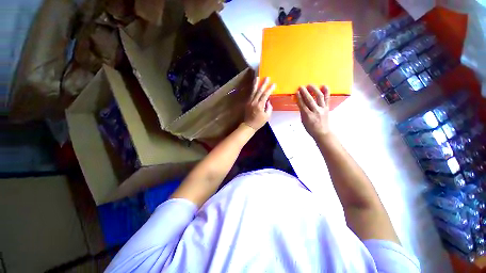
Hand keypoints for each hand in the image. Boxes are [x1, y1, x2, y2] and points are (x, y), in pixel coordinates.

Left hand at [244, 77, 274, 130]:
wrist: (249, 125)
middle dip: (263, 84)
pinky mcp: (247, 103)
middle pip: (259, 91)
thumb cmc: (259, 122)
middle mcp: (254, 102)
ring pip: (253, 91)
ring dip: (255, 84)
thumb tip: (268, 101)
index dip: (269, 89)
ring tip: (257, 77)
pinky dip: (252, 89)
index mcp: (260, 106)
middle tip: (267, 77)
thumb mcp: (267, 116)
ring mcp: (249, 102)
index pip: (265, 95)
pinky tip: (254, 86)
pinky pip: (250, 94)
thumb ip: (269, 108)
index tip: (273, 84)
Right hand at [296, 85, 330, 138]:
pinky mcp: (327, 108)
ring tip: (310, 85)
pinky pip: (327, 98)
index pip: (302, 104)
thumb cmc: (310, 128)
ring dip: (314, 89)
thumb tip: (300, 103)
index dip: (299, 97)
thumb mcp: (303, 121)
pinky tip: (323, 86)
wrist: (322, 133)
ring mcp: (322, 109)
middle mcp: (315, 111)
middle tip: (301, 87)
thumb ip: (302, 111)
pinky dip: (326, 91)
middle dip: (305, 92)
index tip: (296, 92)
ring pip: (319, 97)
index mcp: (308, 116)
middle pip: (309, 99)